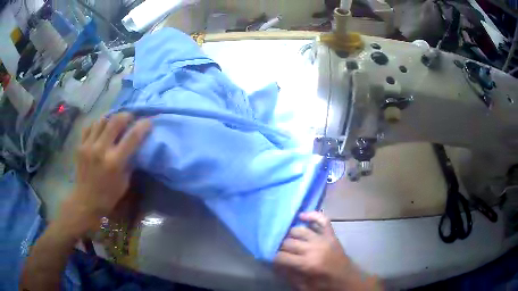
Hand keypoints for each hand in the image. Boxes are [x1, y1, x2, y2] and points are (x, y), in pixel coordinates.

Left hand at [59, 113, 150, 235]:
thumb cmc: (108, 196)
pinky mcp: (80, 145)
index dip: (143, 126)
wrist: (85, 201)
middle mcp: (101, 150)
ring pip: (102, 120)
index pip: (132, 137)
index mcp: (114, 162)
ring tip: (115, 121)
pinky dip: (98, 124)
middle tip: (130, 117)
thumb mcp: (124, 182)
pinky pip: (90, 126)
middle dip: (127, 115)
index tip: (149, 121)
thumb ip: (129, 162)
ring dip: (112, 118)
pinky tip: (102, 128)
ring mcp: (88, 146)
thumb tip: (134, 146)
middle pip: (116, 121)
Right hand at [274, 212, 380, 290]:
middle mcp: (314, 249)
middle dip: (278, 246)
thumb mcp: (304, 287)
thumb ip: (288, 275)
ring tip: (285, 239)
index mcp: (307, 264)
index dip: (272, 258)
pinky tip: (301, 216)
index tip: (268, 258)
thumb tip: (274, 264)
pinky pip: (322, 220)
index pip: (281, 256)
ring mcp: (323, 239)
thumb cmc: (325, 285)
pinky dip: (312, 215)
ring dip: (290, 234)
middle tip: (275, 249)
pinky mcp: (331, 235)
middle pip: (288, 242)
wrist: (347, 280)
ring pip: (300, 230)